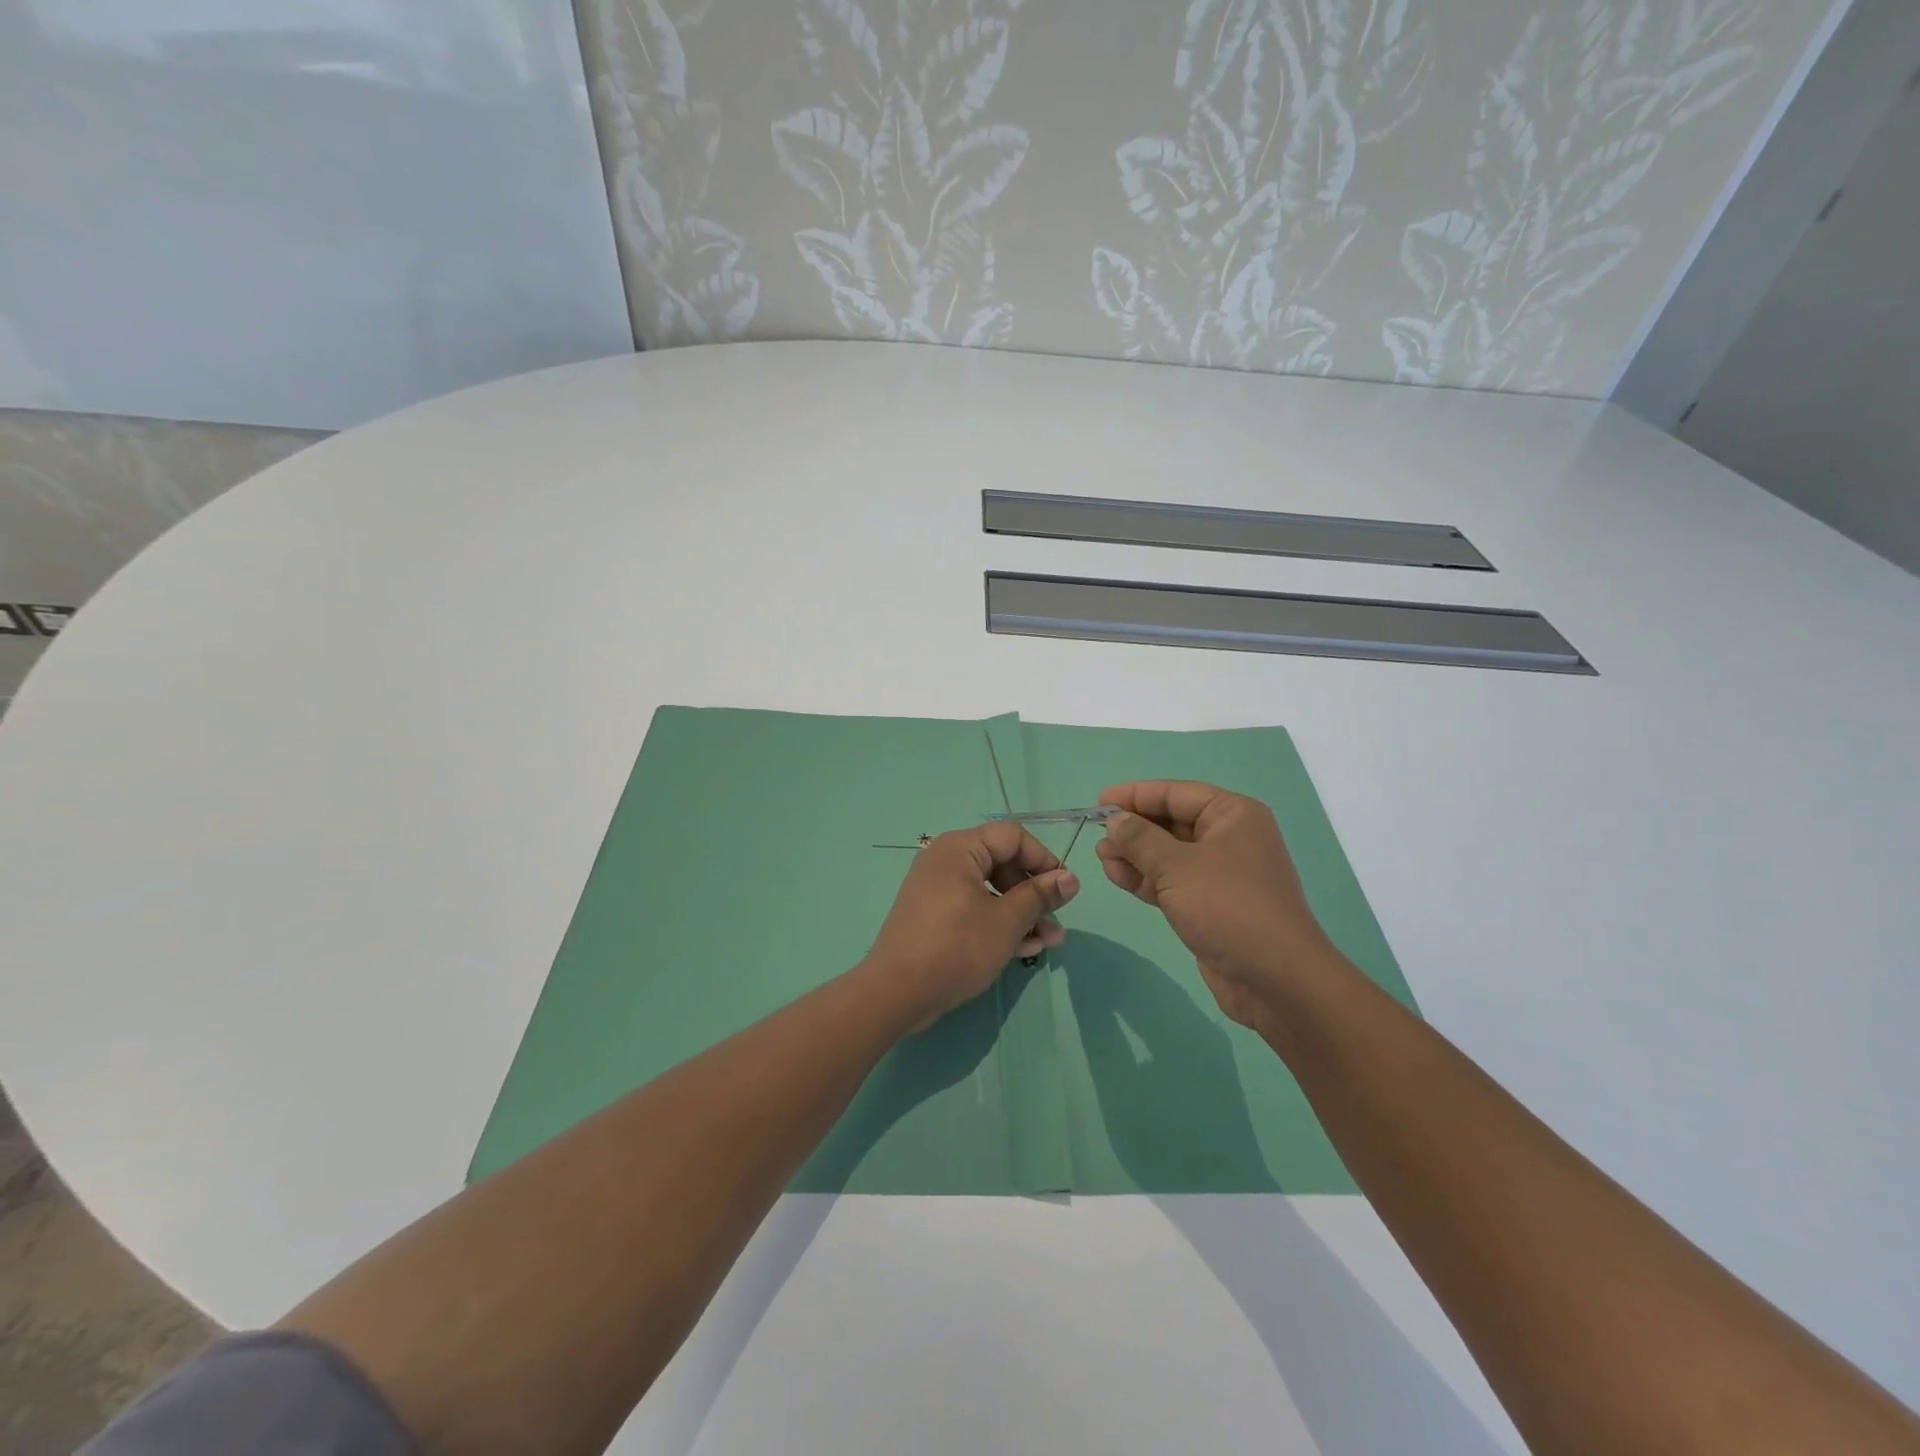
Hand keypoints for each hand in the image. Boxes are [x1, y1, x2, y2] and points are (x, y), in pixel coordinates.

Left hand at [864, 823, 1079, 1029]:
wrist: (896, 993)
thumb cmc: (956, 947)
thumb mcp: (1006, 922)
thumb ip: (1039, 896)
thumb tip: (1070, 878)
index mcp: (959, 848)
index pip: (1012, 837)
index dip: (1043, 859)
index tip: (1064, 889)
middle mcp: (946, 860)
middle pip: (1002, 864)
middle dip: (1034, 894)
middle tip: (1056, 921)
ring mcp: (938, 889)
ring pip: (991, 891)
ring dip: (1022, 914)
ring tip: (1049, 942)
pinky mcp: (935, 917)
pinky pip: (974, 909)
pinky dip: (998, 924)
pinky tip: (1024, 949)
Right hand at [1095, 781, 1341, 1032]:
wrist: (1275, 980)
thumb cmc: (1228, 908)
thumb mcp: (1177, 867)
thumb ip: (1140, 839)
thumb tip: (1115, 818)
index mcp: (1232, 815)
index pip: (1176, 794)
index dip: (1135, 795)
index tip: (1099, 802)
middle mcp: (1229, 838)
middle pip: (1171, 822)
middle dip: (1133, 828)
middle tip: (1097, 835)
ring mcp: (1220, 874)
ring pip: (1168, 854)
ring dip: (1135, 854)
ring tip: (1101, 857)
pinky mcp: (1210, 905)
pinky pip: (1172, 881)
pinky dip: (1145, 878)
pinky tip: (1117, 876)